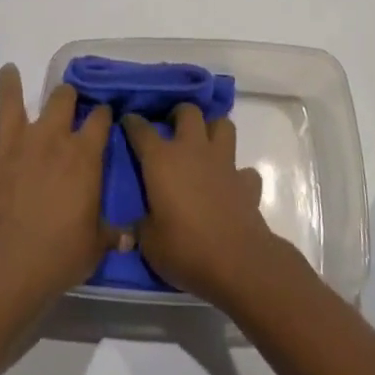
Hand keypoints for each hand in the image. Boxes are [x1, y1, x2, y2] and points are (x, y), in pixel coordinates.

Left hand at [0, 64, 117, 305]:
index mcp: (82, 155)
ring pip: (11, 99)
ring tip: (8, 72)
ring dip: (10, 84)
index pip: (99, 119)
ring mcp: (11, 143)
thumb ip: (112, 234)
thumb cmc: (59, 257)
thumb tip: (130, 237)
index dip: (101, 114)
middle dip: (65, 96)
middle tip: (63, 100)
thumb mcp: (95, 246)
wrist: (7, 269)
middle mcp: (49, 138)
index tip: (101, 116)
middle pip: (61, 98)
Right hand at [122, 105, 288, 304]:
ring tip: (204, 146)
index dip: (132, 123)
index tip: (128, 121)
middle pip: (188, 112)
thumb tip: (133, 227)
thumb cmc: (185, 249)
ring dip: (213, 131)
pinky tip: (230, 186)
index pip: (141, 130)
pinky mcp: (246, 182)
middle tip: (172, 129)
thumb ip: (139, 227)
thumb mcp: (149, 243)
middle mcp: (193, 150)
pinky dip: (238, 175)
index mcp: (162, 160)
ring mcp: (223, 162)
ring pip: (223, 125)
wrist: (236, 262)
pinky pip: (244, 170)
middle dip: (179, 115)